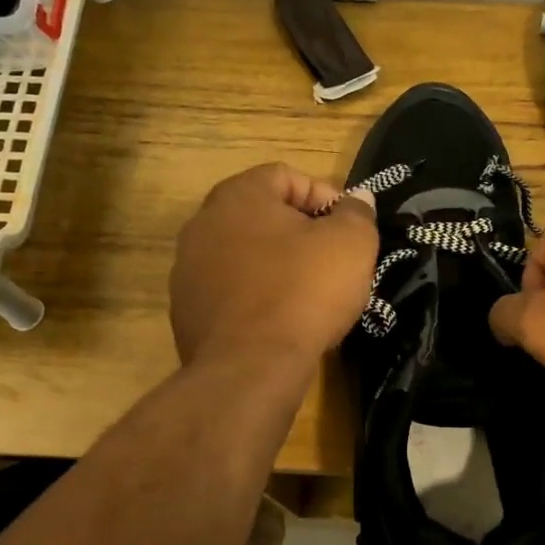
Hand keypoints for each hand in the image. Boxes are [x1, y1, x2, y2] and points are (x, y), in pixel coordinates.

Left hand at [171, 163, 377, 372]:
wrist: (250, 368)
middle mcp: (203, 224)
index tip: (348, 228)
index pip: (286, 176)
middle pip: (262, 216)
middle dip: (301, 233)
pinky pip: (231, 292)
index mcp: (238, 196)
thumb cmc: (304, 291)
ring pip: (244, 256)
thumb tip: (357, 198)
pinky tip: (281, 322)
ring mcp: (188, 270)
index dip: (325, 197)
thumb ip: (357, 213)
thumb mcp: (351, 244)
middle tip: (333, 261)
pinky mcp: (186, 312)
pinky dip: (256, 298)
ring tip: (310, 295)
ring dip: (276, 266)